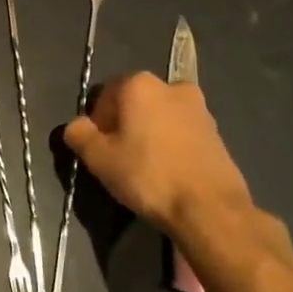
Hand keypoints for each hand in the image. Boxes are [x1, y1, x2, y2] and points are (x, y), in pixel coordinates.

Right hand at [63, 71, 254, 237]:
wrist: (209, 207)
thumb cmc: (148, 176)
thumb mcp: (99, 158)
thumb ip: (79, 135)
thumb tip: (76, 126)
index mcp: (140, 84)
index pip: (105, 94)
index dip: (96, 122)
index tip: (99, 149)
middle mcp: (171, 86)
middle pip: (134, 103)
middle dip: (123, 125)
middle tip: (118, 159)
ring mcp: (199, 107)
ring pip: (159, 116)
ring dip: (148, 134)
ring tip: (144, 168)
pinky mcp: (216, 130)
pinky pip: (181, 132)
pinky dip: (170, 145)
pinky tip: (168, 172)